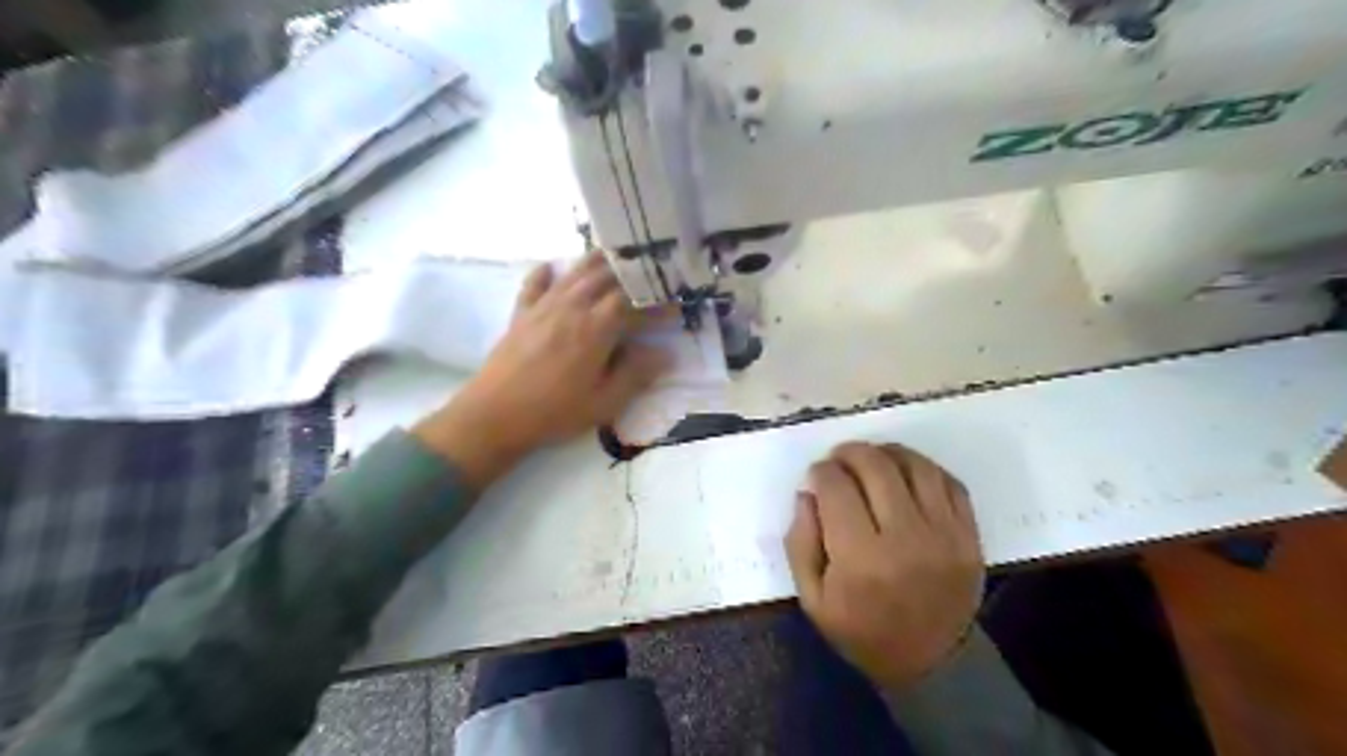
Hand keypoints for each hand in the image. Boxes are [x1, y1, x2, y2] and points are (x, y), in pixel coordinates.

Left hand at [413, 252, 670, 488]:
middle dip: (632, 272)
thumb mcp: (604, 403)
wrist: (494, 415)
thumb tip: (665, 353)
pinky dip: (546, 272)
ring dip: (598, 261)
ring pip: (575, 272)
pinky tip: (552, 267)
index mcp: (596, 328)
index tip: (676, 307)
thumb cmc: (555, 412)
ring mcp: (543, 307)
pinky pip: (535, 283)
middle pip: (606, 276)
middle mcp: (572, 307)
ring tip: (615, 255)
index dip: (657, 302)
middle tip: (650, 272)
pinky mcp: (521, 313)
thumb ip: (636, 374)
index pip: (634, 302)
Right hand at [785, 442, 985, 690]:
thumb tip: (808, 493)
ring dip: (887, 452)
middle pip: (876, 467)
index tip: (816, 476)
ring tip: (872, 458)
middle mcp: (905, 539)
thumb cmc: (862, 630)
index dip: (821, 472)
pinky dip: (923, 468)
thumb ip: (800, 541)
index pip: (836, 488)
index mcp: (860, 559)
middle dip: (850, 453)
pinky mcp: (969, 536)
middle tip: (839, 459)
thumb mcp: (812, 597)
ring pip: (916, 466)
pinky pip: (949, 483)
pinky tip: (905, 473)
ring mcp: (945, 535)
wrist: (931, 663)